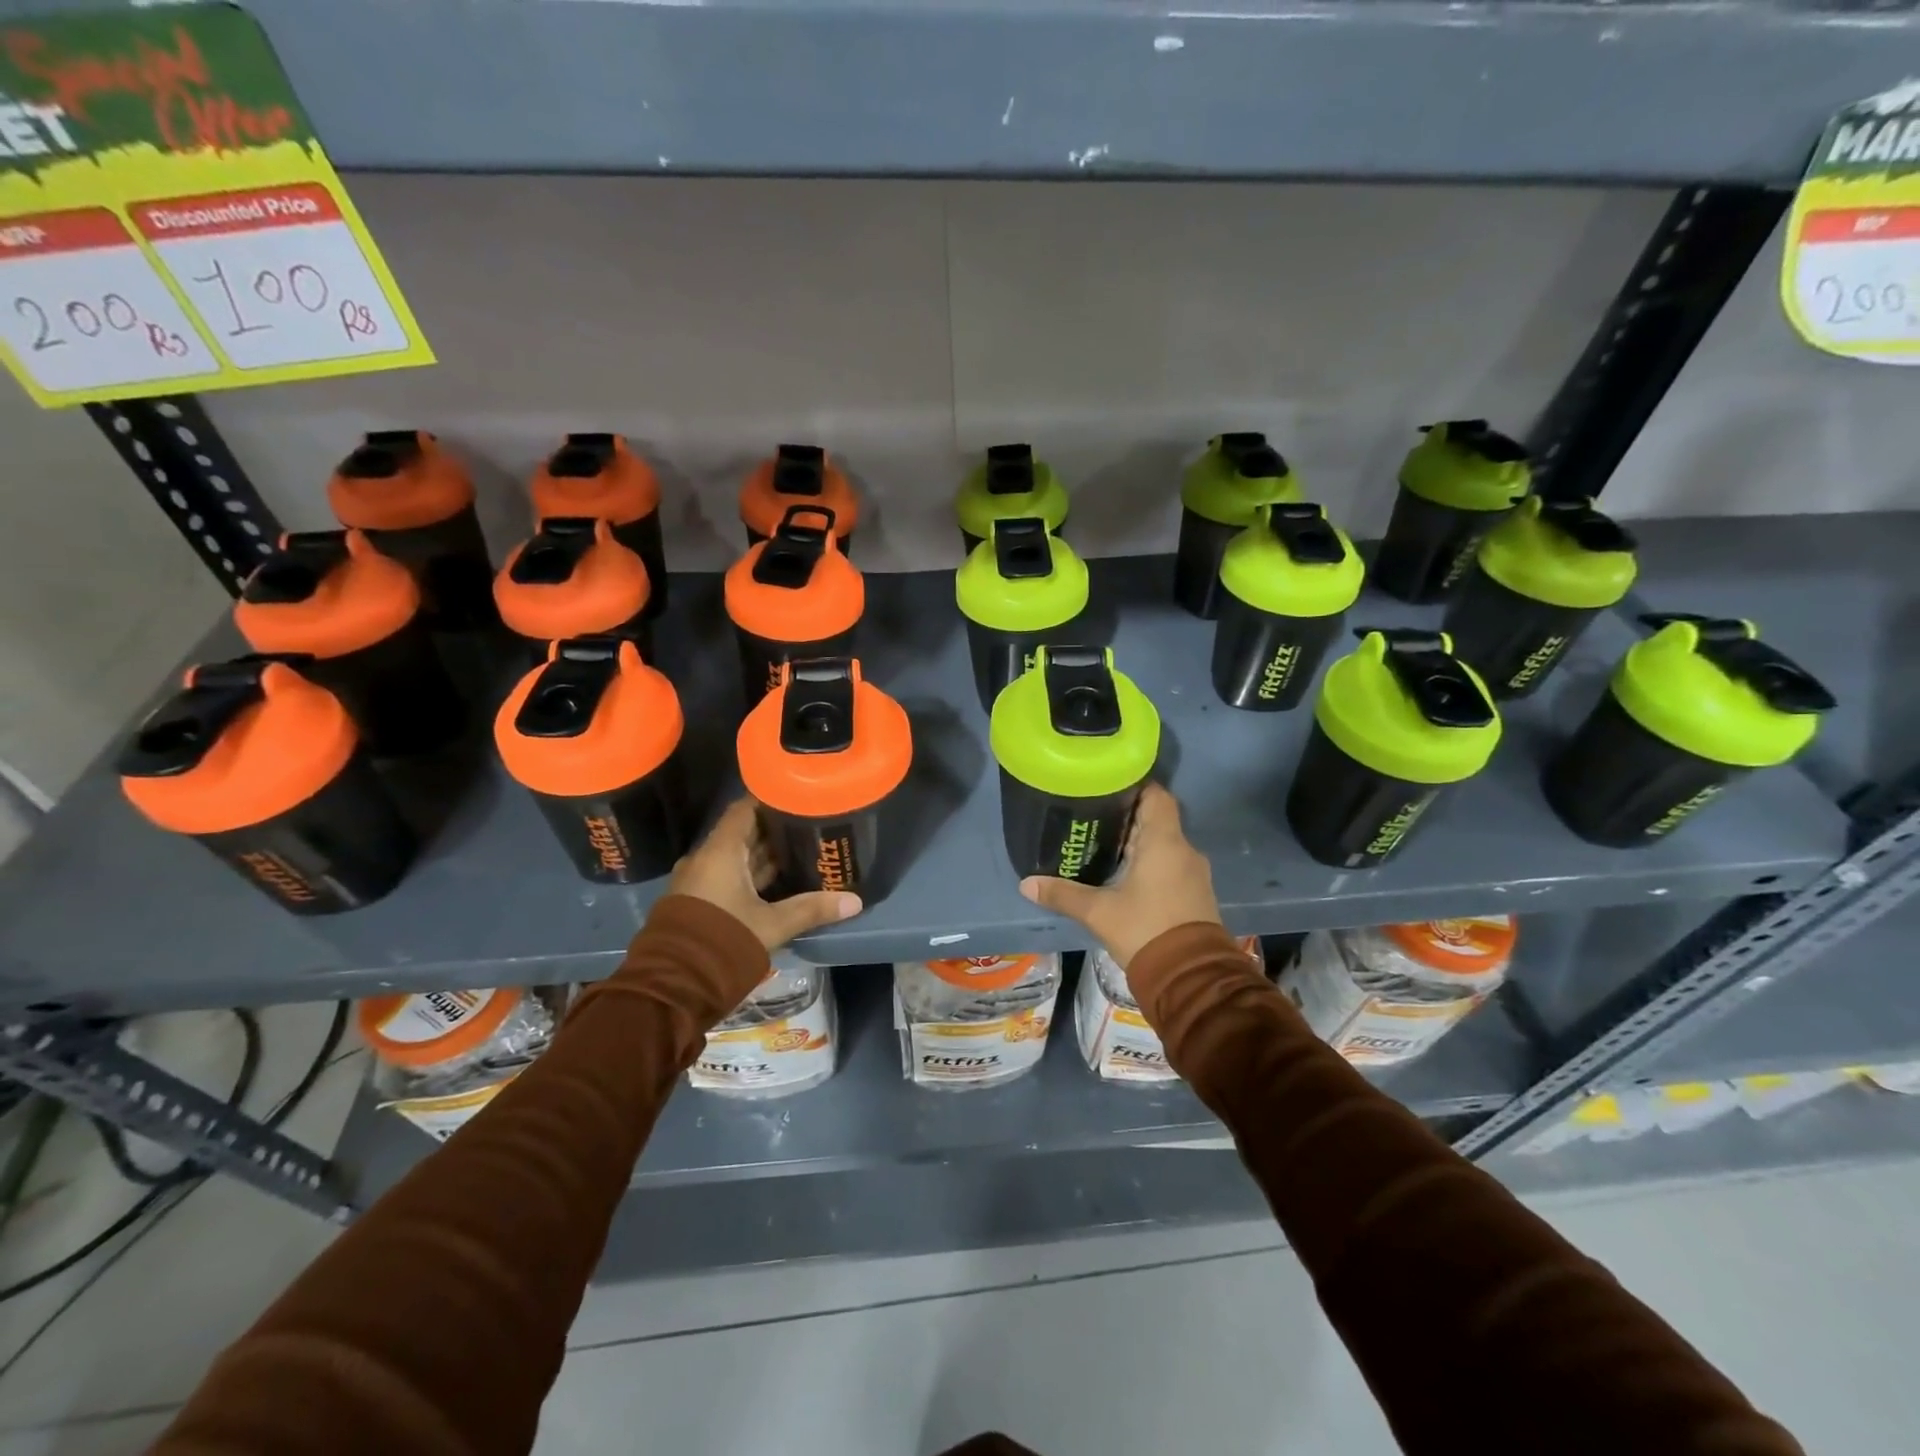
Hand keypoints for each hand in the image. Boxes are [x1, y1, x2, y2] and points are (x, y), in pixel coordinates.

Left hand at [667, 798, 861, 950]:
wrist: (673, 987)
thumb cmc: (723, 942)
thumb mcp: (772, 925)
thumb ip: (811, 909)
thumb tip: (855, 900)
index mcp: (720, 852)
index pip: (744, 809)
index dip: (770, 799)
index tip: (798, 796)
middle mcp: (706, 859)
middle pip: (743, 833)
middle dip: (775, 828)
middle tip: (810, 823)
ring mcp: (699, 881)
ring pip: (736, 857)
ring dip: (765, 854)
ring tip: (802, 848)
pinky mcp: (699, 902)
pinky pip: (729, 876)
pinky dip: (752, 874)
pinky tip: (780, 880)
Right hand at [1019, 783, 1220, 968]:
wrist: (1190, 979)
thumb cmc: (1145, 931)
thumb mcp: (1098, 912)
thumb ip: (1063, 894)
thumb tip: (1026, 884)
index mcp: (1164, 842)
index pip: (1156, 795)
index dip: (1133, 787)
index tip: (1106, 788)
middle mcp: (1184, 850)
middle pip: (1157, 819)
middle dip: (1127, 817)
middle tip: (1093, 818)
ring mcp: (1194, 873)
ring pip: (1165, 844)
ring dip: (1139, 843)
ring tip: (1104, 846)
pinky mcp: (1196, 894)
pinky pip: (1172, 865)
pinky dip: (1151, 864)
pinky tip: (1126, 876)